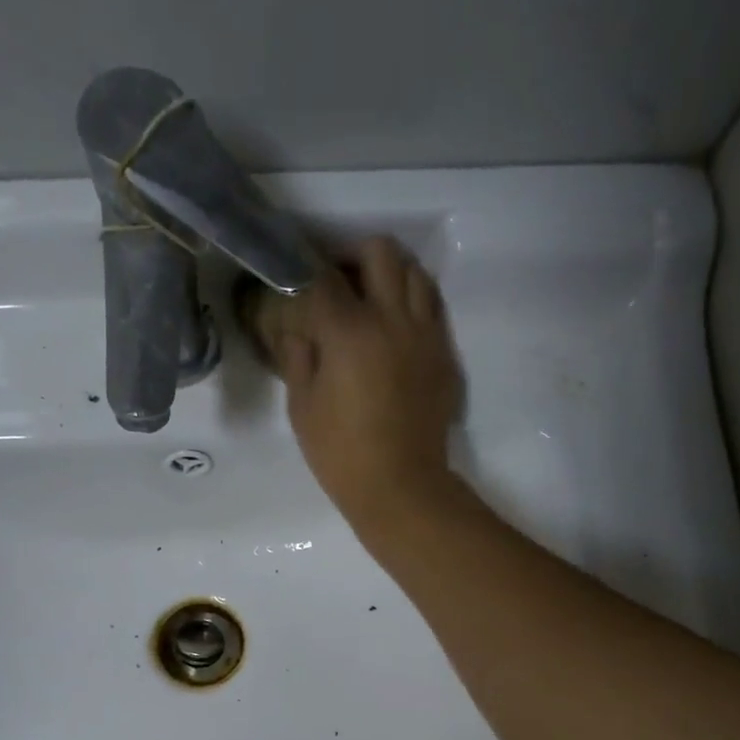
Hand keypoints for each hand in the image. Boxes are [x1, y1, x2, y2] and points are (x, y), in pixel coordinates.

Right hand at [252, 236, 463, 529]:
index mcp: (350, 331)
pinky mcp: (443, 354)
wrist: (401, 486)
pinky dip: (413, 303)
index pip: (324, 279)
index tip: (296, 283)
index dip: (305, 273)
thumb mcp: (303, 408)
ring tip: (373, 300)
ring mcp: (425, 334)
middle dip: (355, 257)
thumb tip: (297, 330)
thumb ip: (297, 358)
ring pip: (415, 272)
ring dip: (391, 274)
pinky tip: (396, 329)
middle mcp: (392, 318)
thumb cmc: (342, 453)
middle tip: (339, 282)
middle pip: (380, 252)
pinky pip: (432, 307)